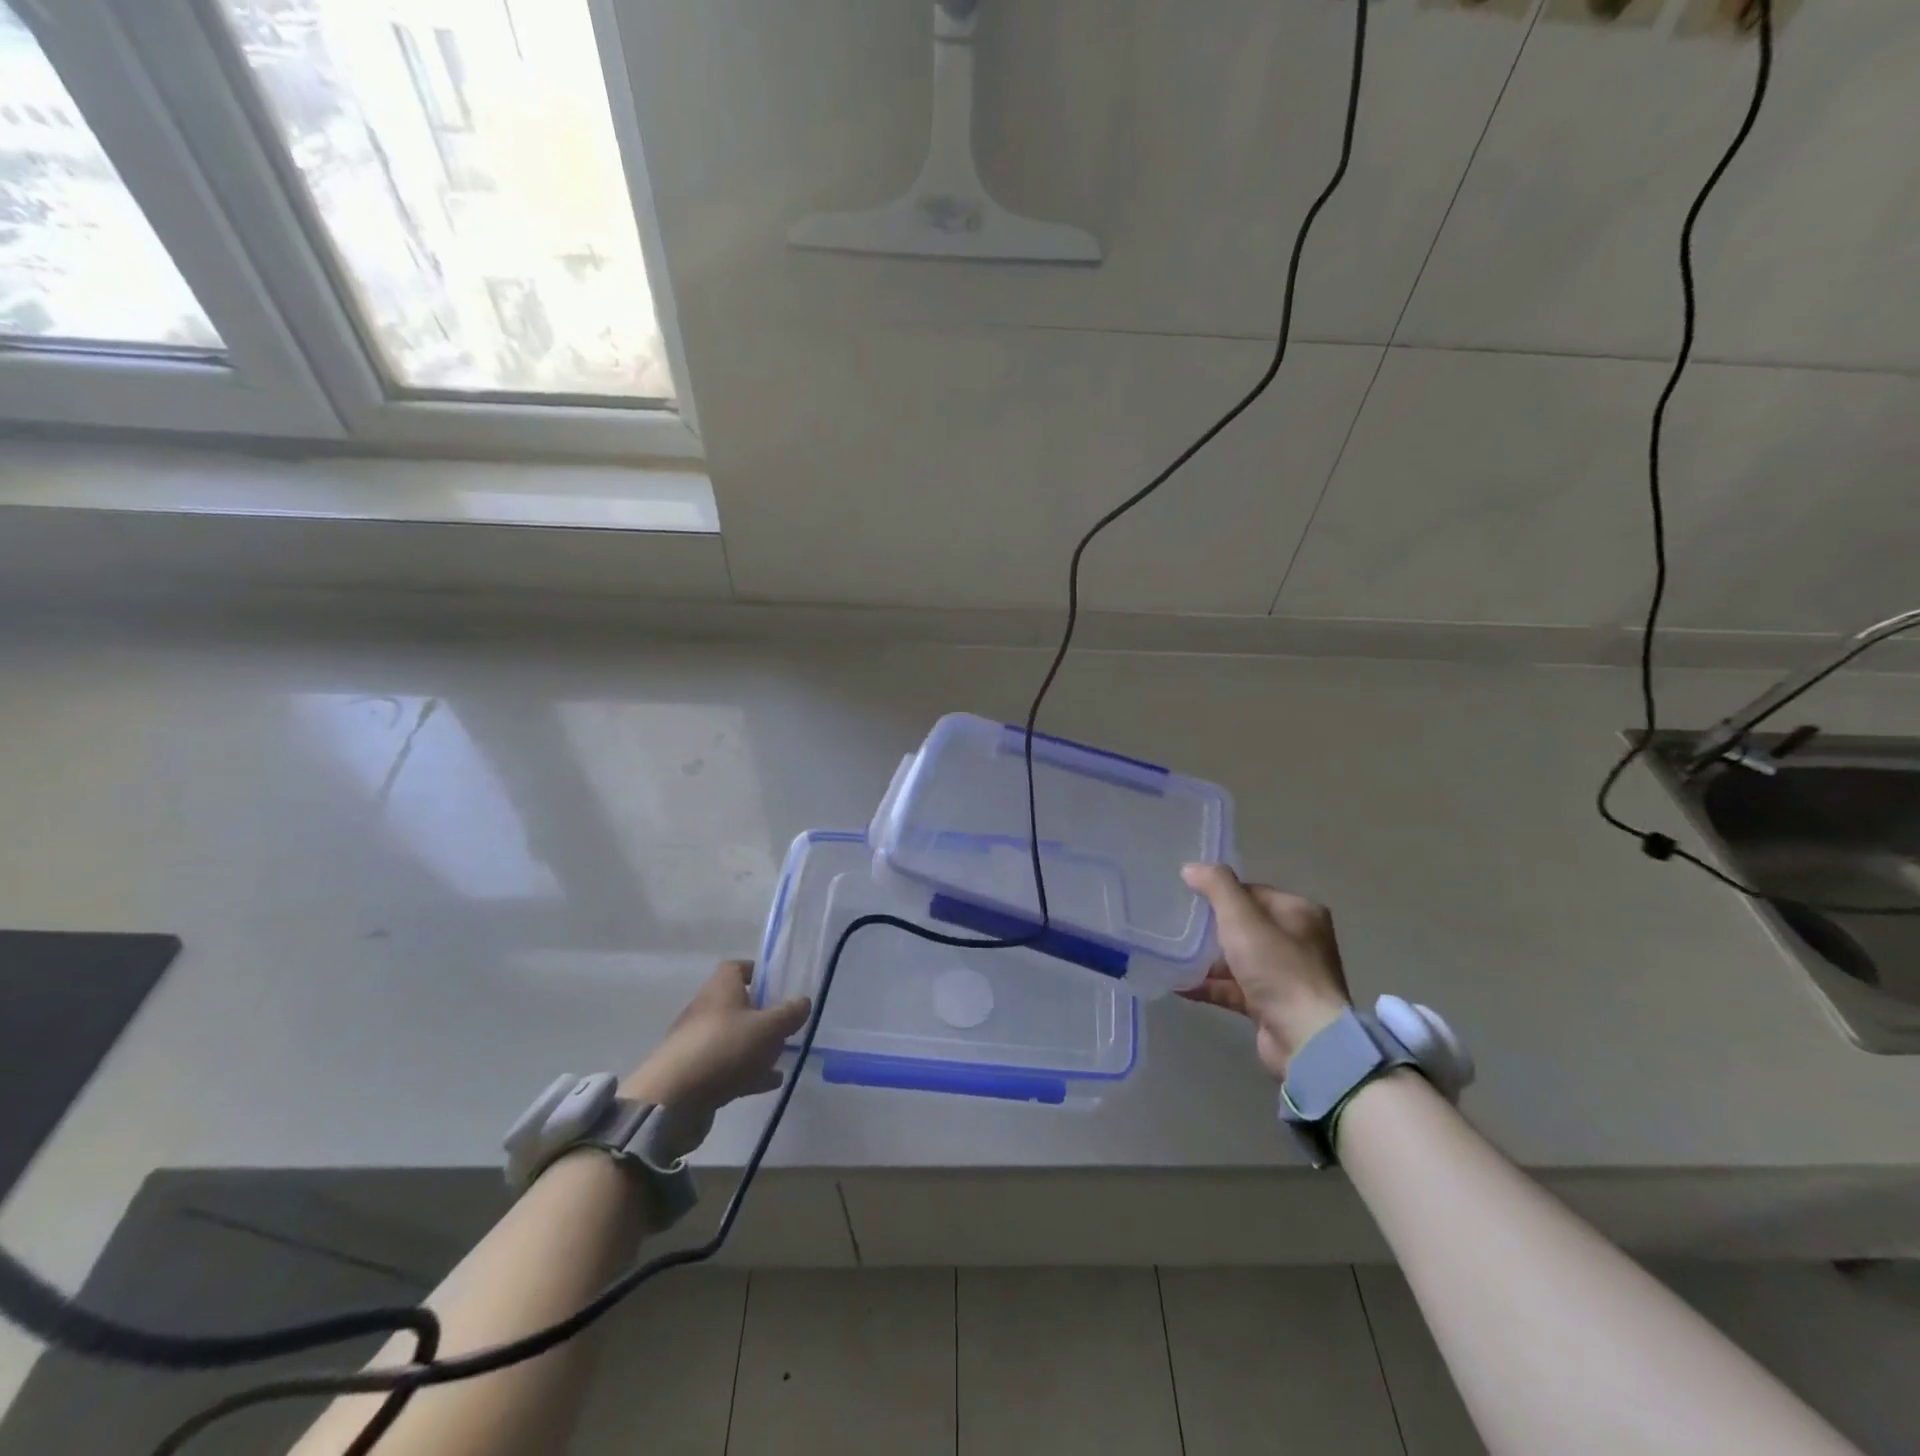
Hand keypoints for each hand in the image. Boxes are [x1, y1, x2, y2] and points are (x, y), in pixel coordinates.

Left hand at [622, 961, 810, 1119]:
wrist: (672, 1100)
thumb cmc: (724, 1048)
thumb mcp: (768, 1028)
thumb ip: (789, 1014)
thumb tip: (804, 1001)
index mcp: (721, 989)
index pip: (737, 968)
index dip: (759, 973)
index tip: (779, 985)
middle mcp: (706, 1010)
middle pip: (737, 1004)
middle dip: (762, 1014)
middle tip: (786, 1026)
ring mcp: (698, 1043)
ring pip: (734, 1038)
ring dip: (757, 1046)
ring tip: (783, 1057)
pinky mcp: (695, 1074)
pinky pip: (727, 1066)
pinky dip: (748, 1071)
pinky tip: (770, 1082)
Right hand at [1178, 864, 1350, 1080]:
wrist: (1305, 1038)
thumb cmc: (1277, 968)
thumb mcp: (1242, 918)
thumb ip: (1216, 887)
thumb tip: (1190, 867)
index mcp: (1299, 913)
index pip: (1253, 892)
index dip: (1221, 893)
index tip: (1189, 899)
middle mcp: (1298, 941)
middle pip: (1245, 925)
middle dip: (1211, 927)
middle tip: (1177, 925)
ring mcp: (1286, 976)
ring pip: (1238, 958)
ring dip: (1207, 959)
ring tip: (1172, 954)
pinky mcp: (1272, 1005)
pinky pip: (1235, 988)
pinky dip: (1210, 985)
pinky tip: (1179, 984)